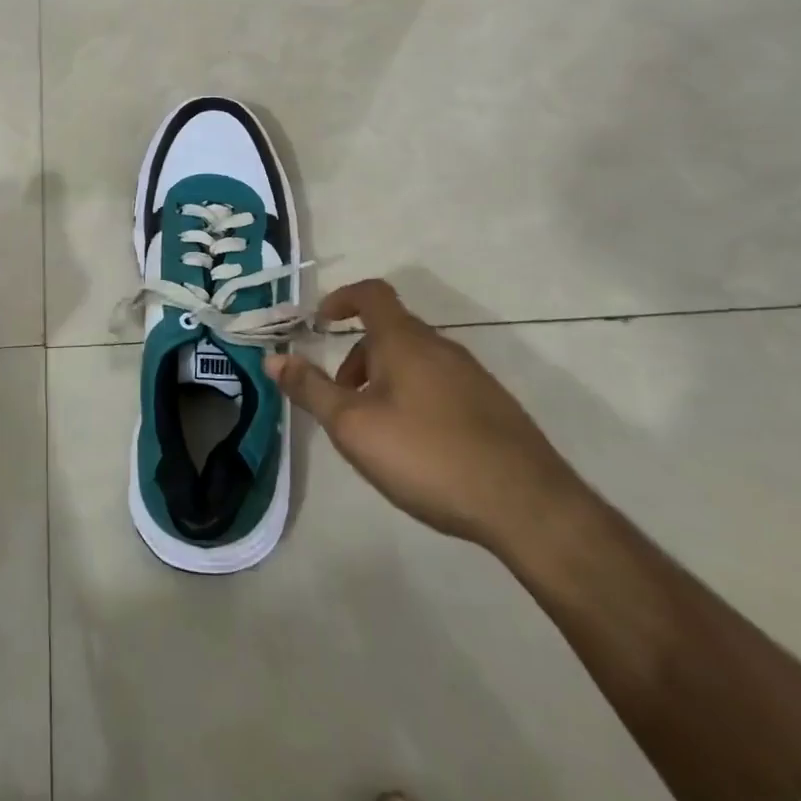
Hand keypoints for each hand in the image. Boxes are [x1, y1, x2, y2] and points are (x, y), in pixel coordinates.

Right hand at [264, 279, 584, 552]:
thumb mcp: (353, 426)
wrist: (528, 506)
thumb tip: (272, 358)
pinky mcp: (493, 407)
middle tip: (341, 399)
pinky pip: (440, 385)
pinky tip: (418, 448)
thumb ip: (310, 389)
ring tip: (376, 431)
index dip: (341, 298)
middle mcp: (440, 347)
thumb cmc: (427, 455)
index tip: (320, 322)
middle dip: (357, 357)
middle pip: (390, 332)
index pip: (371, 294)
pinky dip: (415, 398)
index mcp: (404, 341)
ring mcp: (473, 376)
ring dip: (385, 381)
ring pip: (415, 361)